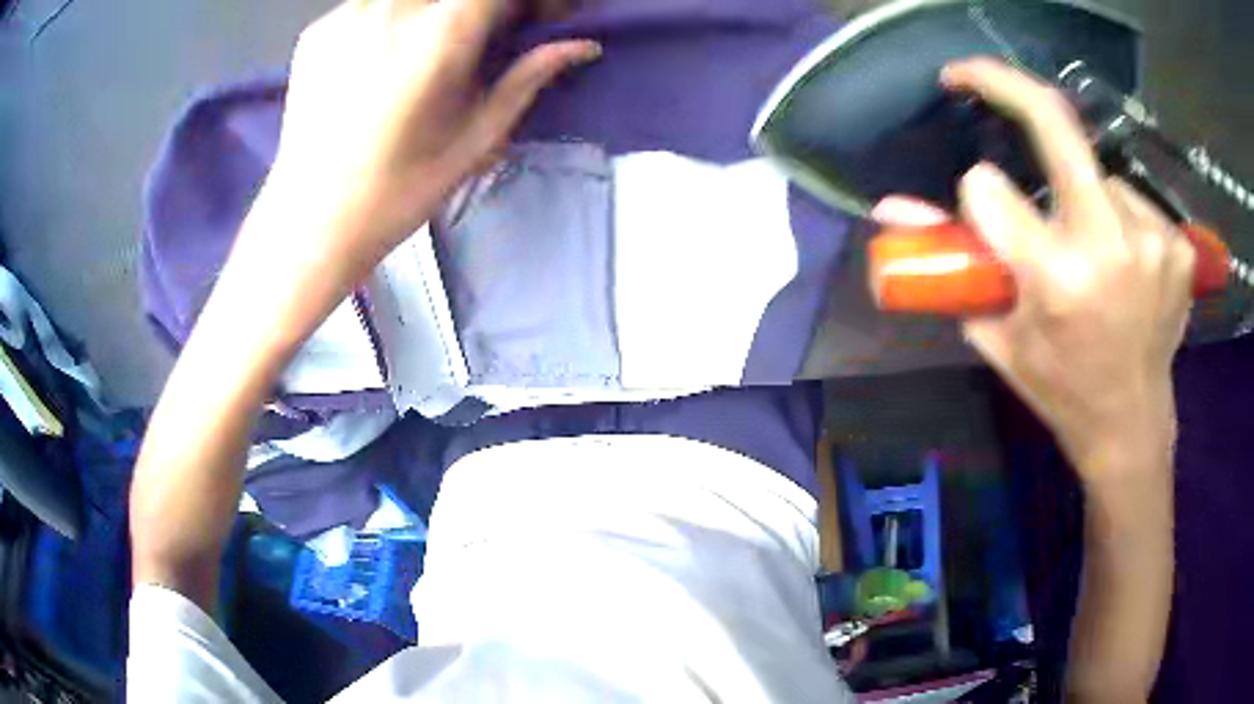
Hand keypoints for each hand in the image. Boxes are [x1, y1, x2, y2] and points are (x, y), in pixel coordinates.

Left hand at [269, 0, 600, 270]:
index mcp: (443, 33)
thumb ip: (528, 77)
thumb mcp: (478, 138)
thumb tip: (582, 45)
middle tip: (492, 35)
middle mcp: (394, 6)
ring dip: (439, 10)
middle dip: (487, 6)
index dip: (534, 1)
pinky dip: (394, 16)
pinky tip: (387, 54)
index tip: (546, 18)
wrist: (311, 223)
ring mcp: (349, 13)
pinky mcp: (319, 29)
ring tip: (436, 46)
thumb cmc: (400, 191)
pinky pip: (372, 3)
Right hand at [874, 59, 1193, 481]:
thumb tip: (889, 207)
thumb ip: (948, 266)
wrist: (1131, 425)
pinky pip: (1132, 199)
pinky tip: (1124, 258)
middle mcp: (1110, 244)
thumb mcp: (997, 334)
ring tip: (1089, 246)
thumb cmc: (1060, 388)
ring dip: (1081, 193)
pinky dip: (1118, 214)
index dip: (977, 196)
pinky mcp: (1178, 244)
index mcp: (1057, 278)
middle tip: (968, 73)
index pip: (987, 187)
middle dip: (1003, 83)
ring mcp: (1153, 238)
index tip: (982, 208)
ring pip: (1095, 173)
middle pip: (1052, 121)